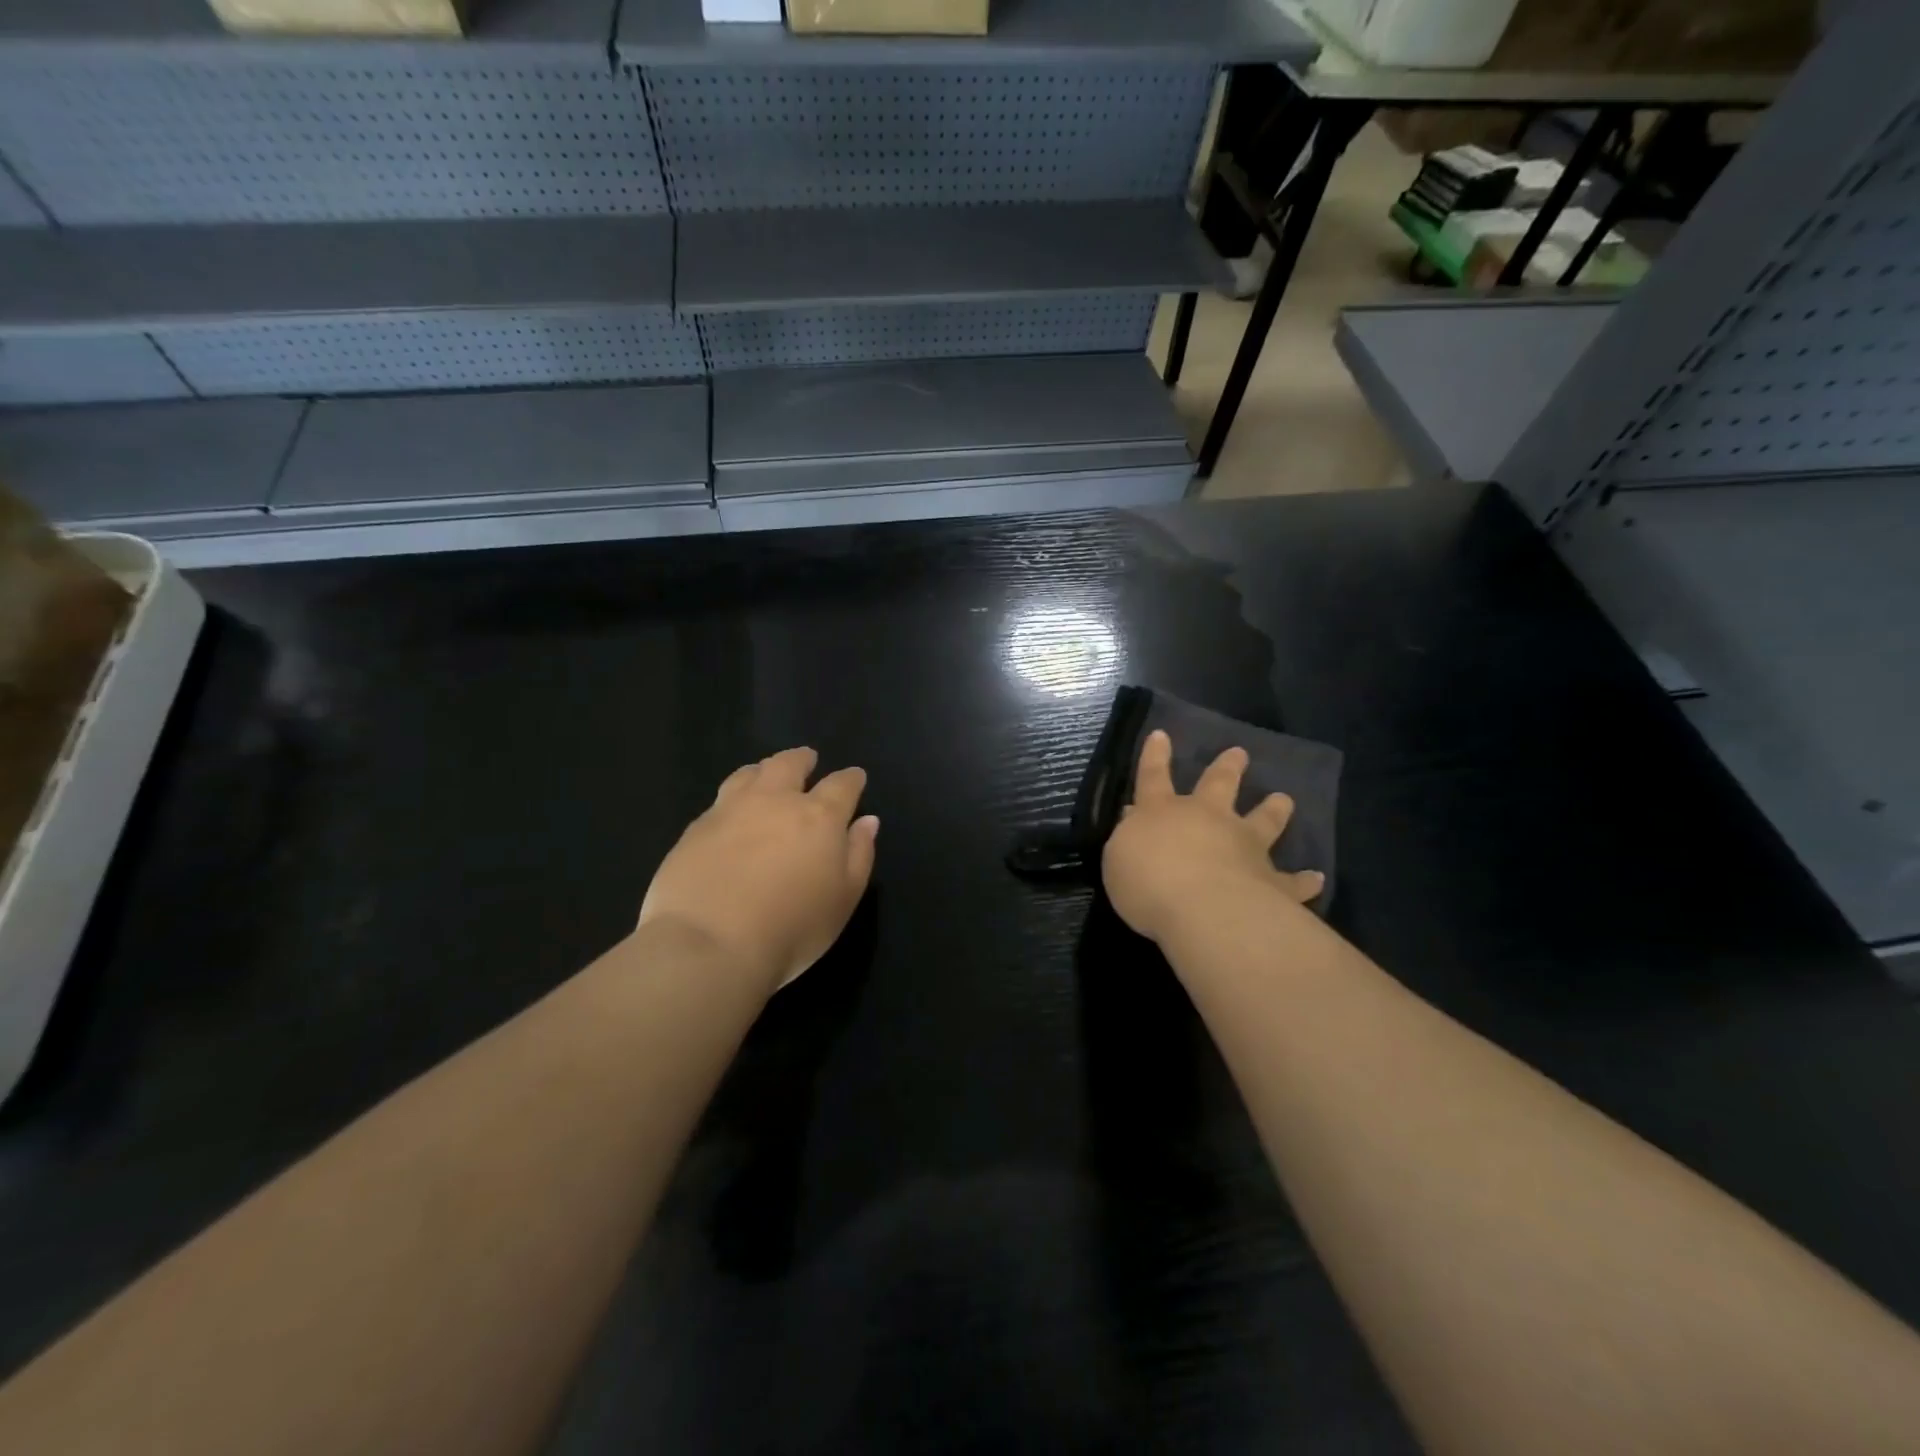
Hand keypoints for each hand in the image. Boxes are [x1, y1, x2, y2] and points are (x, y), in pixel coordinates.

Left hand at [639, 747, 878, 995]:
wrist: (709, 945)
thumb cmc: (792, 928)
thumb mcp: (843, 899)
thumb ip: (859, 855)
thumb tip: (867, 821)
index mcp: (819, 816)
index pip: (842, 785)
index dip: (851, 779)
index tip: (855, 777)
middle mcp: (775, 801)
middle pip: (789, 765)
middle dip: (802, 760)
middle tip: (807, 759)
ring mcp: (730, 810)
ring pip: (750, 774)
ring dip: (764, 769)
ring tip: (766, 773)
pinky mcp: (696, 828)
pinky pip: (720, 799)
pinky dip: (733, 795)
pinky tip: (731, 810)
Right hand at [1102, 730, 1324, 945]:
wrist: (1206, 910)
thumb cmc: (1149, 883)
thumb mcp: (1118, 860)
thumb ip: (1128, 839)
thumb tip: (1134, 821)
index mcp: (1163, 813)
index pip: (1153, 777)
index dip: (1155, 756)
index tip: (1162, 735)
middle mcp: (1208, 819)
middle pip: (1219, 785)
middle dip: (1227, 768)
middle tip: (1240, 753)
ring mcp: (1246, 846)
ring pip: (1264, 820)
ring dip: (1274, 809)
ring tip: (1284, 799)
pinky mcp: (1273, 881)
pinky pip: (1292, 880)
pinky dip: (1304, 880)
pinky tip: (1316, 878)